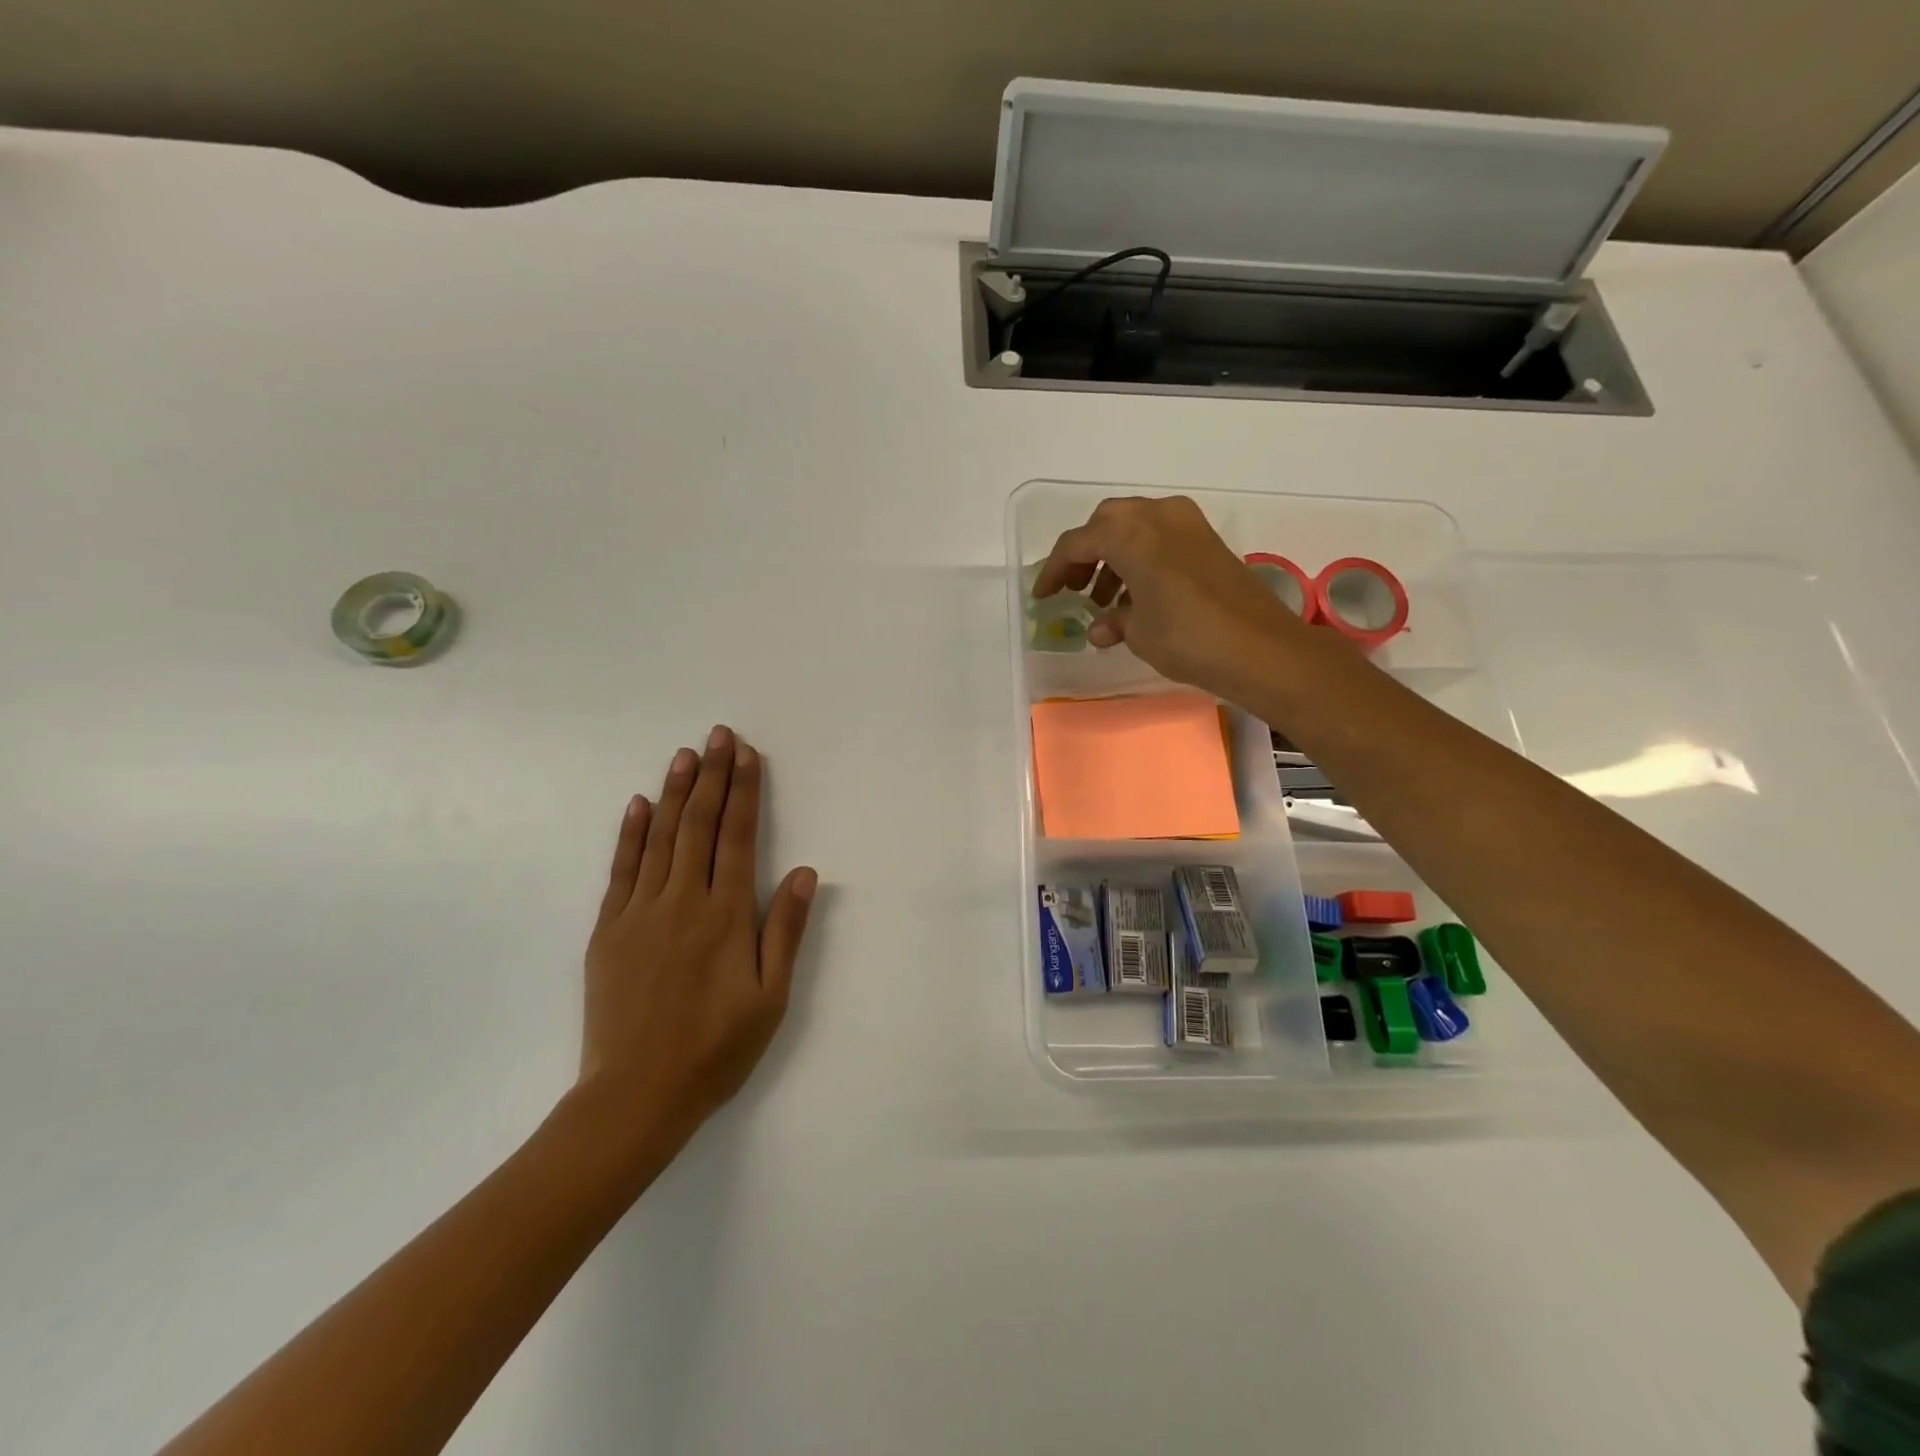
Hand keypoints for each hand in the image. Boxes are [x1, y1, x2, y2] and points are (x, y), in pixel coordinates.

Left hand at [579, 725, 817, 1150]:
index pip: (737, 837)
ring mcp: (639, 912)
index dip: (743, 791)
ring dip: (675, 792)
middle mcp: (683, 901)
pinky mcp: (608, 929)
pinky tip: (638, 804)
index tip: (747, 754)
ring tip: (685, 754)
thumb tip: (803, 871)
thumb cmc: (715, 1049)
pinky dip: (630, 833)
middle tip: (719, 734)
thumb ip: (785, 929)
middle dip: (712, 776)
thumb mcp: (770, 996)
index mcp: (726, 915)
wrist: (635, 1095)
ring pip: (660, 837)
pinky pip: (621, 869)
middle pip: (699, 825)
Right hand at [1031, 495, 1316, 703]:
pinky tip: (1138, 597)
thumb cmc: (1187, 637)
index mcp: (1130, 533)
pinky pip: (1160, 537)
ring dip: (1113, 557)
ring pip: (1135, 527)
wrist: (1260, 648)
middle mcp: (1157, 516)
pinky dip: (1141, 558)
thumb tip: (1103, 625)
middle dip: (1084, 554)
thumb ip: (1113, 621)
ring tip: (1104, 600)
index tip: (1042, 596)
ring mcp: (1187, 524)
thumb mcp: (1138, 632)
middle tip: (1073, 588)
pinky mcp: (1207, 540)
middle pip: (1106, 523)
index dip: (1054, 570)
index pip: (1077, 543)